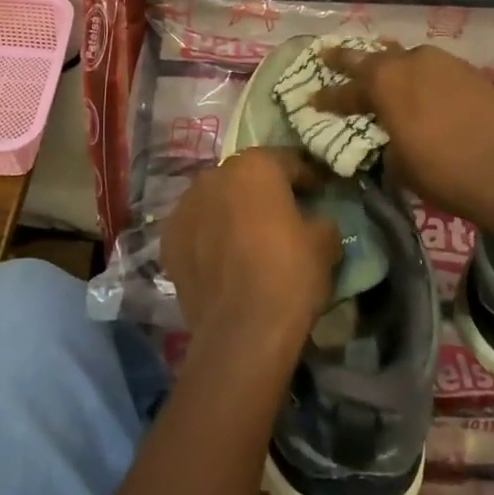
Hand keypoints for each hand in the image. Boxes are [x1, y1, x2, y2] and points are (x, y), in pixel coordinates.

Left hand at [162, 148, 340, 347]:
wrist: (241, 333)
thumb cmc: (289, 276)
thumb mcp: (325, 243)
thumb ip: (320, 219)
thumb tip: (314, 220)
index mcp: (255, 165)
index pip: (288, 161)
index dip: (306, 178)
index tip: (318, 192)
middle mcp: (214, 175)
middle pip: (246, 177)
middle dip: (263, 192)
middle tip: (282, 216)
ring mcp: (185, 206)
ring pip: (216, 200)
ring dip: (231, 212)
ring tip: (248, 239)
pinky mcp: (168, 238)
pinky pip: (196, 228)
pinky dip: (208, 236)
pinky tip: (222, 259)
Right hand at [314, 42, 493, 229]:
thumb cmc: (444, 173)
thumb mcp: (400, 165)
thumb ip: (388, 142)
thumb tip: (391, 137)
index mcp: (383, 84)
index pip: (345, 91)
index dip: (327, 98)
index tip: (311, 99)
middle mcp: (409, 62)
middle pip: (370, 57)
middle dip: (347, 59)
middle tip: (328, 54)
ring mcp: (443, 62)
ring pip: (406, 56)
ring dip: (391, 63)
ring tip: (382, 67)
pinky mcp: (470, 71)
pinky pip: (434, 67)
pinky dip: (422, 75)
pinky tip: (425, 87)